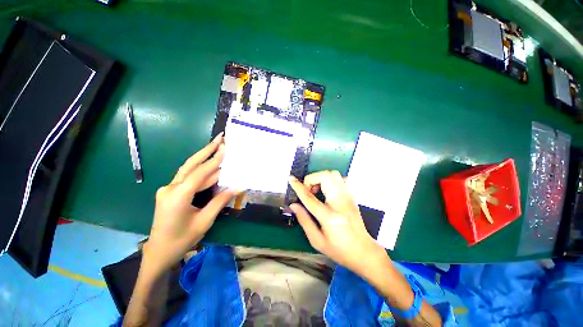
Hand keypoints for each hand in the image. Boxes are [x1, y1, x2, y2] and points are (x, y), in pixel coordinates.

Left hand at [142, 133, 235, 276]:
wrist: (159, 253)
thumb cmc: (182, 240)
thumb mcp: (204, 221)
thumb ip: (219, 202)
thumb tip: (235, 188)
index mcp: (178, 195)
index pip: (201, 172)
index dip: (215, 159)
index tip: (225, 147)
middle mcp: (171, 188)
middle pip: (191, 164)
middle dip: (206, 150)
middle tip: (219, 138)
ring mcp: (168, 189)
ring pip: (189, 169)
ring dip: (204, 159)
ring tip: (217, 148)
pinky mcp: (170, 192)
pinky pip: (188, 178)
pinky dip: (201, 172)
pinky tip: (211, 168)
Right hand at [288, 171, 386, 275]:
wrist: (364, 251)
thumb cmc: (339, 250)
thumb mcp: (317, 240)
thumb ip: (304, 220)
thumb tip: (293, 205)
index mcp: (329, 217)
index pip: (309, 197)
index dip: (298, 186)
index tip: (291, 179)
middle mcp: (339, 203)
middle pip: (324, 177)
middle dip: (311, 179)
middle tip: (308, 190)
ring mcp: (348, 197)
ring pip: (333, 174)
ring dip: (321, 178)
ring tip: (317, 190)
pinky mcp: (351, 196)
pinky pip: (340, 178)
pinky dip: (330, 179)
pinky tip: (327, 190)